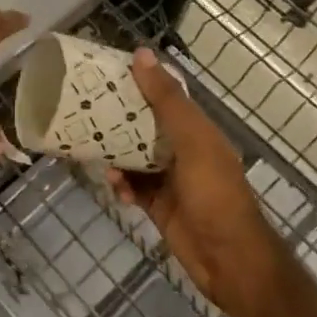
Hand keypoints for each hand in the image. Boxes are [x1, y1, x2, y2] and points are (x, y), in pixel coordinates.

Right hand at [109, 50, 292, 316]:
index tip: (105, 71)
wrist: (231, 262)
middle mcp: (184, 149)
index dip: (139, 81)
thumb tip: (142, 54)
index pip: (164, 95)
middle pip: (145, 125)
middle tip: (85, 108)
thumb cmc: (215, 194)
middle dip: (119, 118)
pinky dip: (121, 185)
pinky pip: (133, 187)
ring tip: (94, 150)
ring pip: (135, 156)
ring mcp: (171, 179)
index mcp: (197, 129)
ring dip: (116, 154)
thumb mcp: (192, 141)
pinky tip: (114, 187)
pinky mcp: (159, 206)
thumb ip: (167, 100)